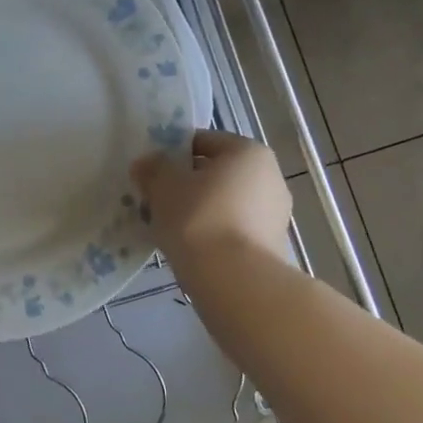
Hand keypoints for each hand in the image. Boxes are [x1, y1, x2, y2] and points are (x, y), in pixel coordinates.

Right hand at [131, 130, 290, 263]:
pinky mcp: (271, 247)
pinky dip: (211, 234)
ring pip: (224, 203)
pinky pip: (232, 230)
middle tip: (156, 200)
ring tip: (168, 227)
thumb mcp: (164, 185)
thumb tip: (147, 164)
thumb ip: (154, 168)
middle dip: (186, 184)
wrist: (234, 281)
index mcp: (248, 152)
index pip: (204, 141)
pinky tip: (188, 248)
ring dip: (197, 210)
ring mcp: (275, 215)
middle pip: (216, 173)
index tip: (152, 171)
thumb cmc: (198, 217)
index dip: (173, 153)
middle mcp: (270, 178)